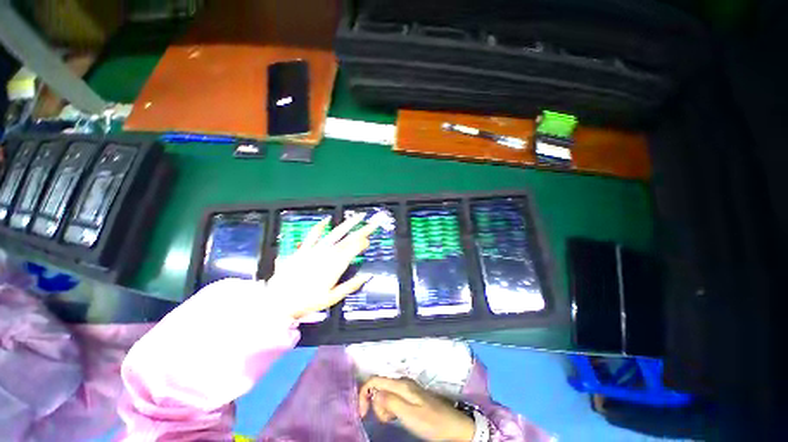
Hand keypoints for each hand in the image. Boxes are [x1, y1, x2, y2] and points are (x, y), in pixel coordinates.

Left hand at [267, 213, 378, 319]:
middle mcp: (327, 255)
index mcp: (335, 266)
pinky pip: (313, 235)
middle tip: (373, 223)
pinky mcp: (303, 250)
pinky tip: (327, 219)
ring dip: (348, 224)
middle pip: (349, 239)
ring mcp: (315, 250)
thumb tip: (367, 276)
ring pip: (335, 234)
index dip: (363, 243)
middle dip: (363, 230)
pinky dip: (320, 226)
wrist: (279, 301)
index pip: (353, 249)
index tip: (369, 241)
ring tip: (358, 217)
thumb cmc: (307, 302)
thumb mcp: (332, 298)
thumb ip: (350, 286)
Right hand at [358, 376, 475, 441]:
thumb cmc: (431, 422)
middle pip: (379, 387)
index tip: (363, 414)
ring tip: (393, 420)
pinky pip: (392, 399)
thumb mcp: (409, 415)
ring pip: (385, 394)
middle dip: (376, 404)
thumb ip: (390, 402)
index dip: (364, 394)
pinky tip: (396, 418)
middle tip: (387, 420)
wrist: (453, 426)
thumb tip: (374, 393)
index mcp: (401, 384)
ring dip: (383, 408)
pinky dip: (389, 409)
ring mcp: (407, 389)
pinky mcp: (410, 396)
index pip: (375, 380)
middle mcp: (402, 382)